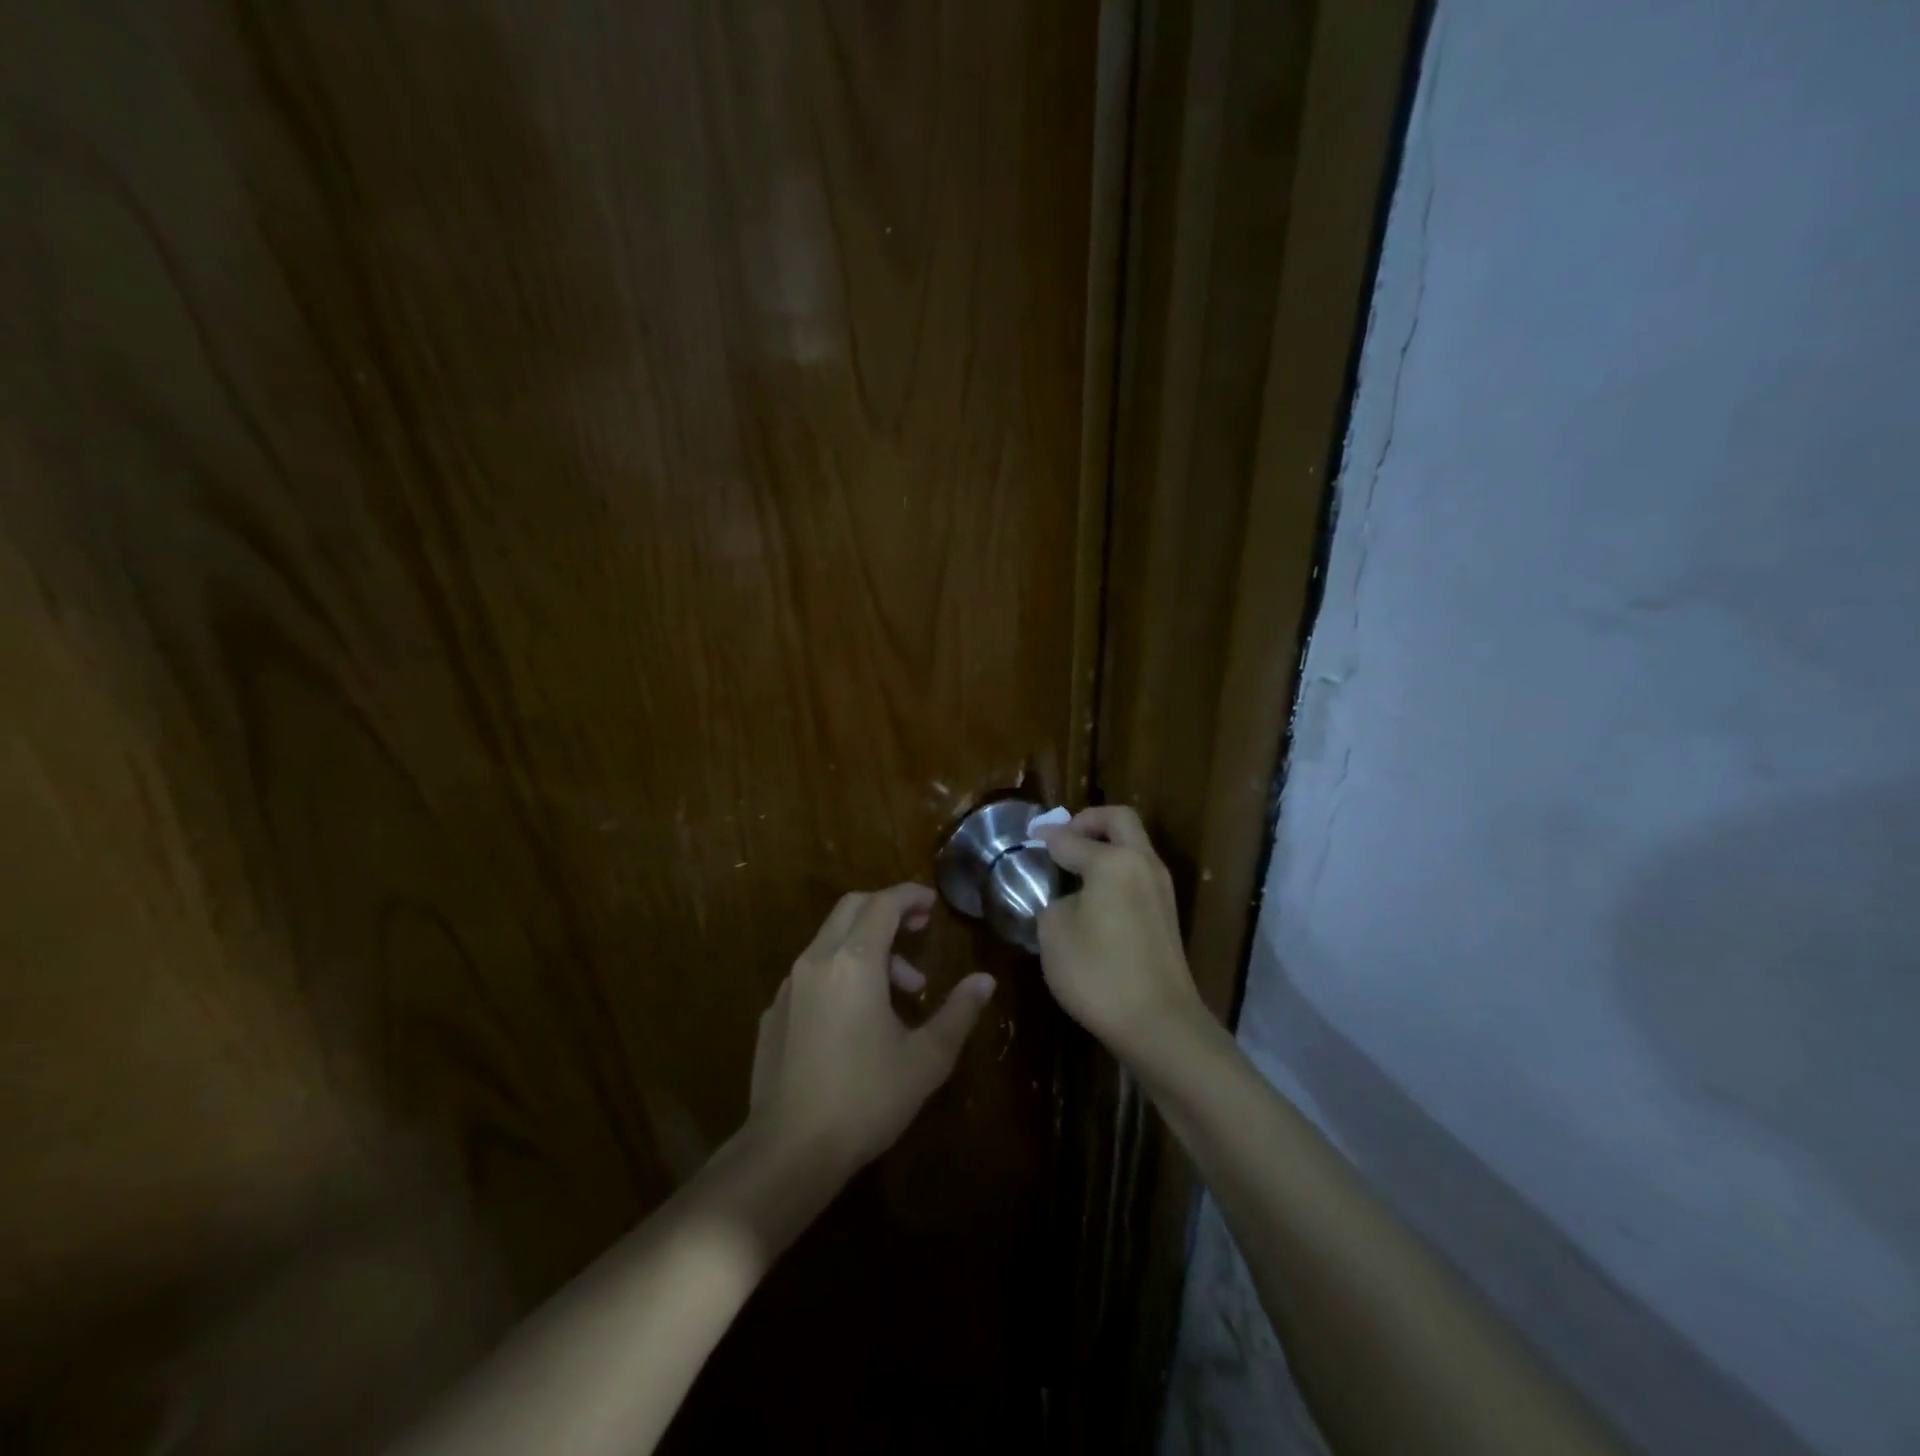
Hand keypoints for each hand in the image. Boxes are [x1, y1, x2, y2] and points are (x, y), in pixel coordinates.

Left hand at [746, 884, 994, 1178]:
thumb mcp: (926, 1058)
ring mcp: (789, 986)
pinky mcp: (773, 1013)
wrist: (788, 1152)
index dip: (910, 896)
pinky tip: (857, 1016)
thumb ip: (958, 1012)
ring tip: (901, 990)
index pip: (884, 904)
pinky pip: (812, 972)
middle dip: (887, 910)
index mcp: (854, 961)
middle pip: (852, 908)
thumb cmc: (866, 1099)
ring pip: (831, 940)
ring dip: (868, 947)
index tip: (933, 904)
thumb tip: (985, 981)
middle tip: (918, 930)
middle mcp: (817, 960)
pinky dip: (841, 971)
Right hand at [1035, 807, 1204, 1063]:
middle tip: (1063, 837)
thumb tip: (1066, 899)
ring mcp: (1161, 889)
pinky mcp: (1167, 914)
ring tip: (1074, 867)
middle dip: (1089, 821)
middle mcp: (1142, 864)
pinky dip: (1116, 870)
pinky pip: (1138, 873)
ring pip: (1134, 846)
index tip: (1030, 836)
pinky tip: (1094, 896)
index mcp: (1113, 862)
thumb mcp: (1054, 934)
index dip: (1047, 836)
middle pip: (1119, 821)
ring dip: (1106, 846)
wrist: (1159, 1024)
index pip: (1071, 838)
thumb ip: (1053, 903)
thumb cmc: (1099, 973)